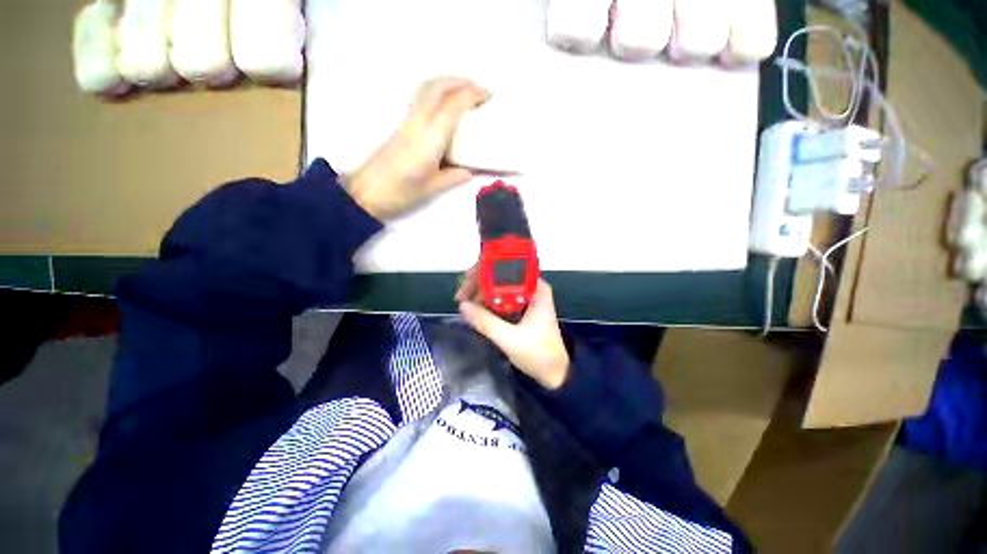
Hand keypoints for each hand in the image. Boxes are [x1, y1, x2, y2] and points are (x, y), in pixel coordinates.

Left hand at [343, 77, 487, 220]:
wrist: (367, 192)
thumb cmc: (400, 192)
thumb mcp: (432, 188)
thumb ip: (453, 177)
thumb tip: (470, 172)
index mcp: (430, 139)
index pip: (452, 106)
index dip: (471, 95)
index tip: (487, 97)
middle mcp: (418, 123)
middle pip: (437, 87)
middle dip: (460, 81)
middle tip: (479, 90)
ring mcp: (407, 122)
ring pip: (426, 89)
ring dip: (447, 83)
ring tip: (464, 92)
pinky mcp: (401, 125)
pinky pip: (421, 99)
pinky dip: (437, 93)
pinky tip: (445, 105)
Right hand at [456, 269, 569, 389]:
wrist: (555, 373)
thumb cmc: (539, 355)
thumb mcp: (510, 339)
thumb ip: (486, 322)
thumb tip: (462, 306)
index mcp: (536, 288)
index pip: (508, 267)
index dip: (486, 268)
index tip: (467, 280)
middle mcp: (531, 287)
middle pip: (501, 274)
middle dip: (479, 282)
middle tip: (461, 297)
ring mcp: (525, 297)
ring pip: (498, 285)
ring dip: (480, 292)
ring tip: (465, 304)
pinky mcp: (520, 307)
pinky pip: (499, 297)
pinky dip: (486, 301)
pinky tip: (475, 309)